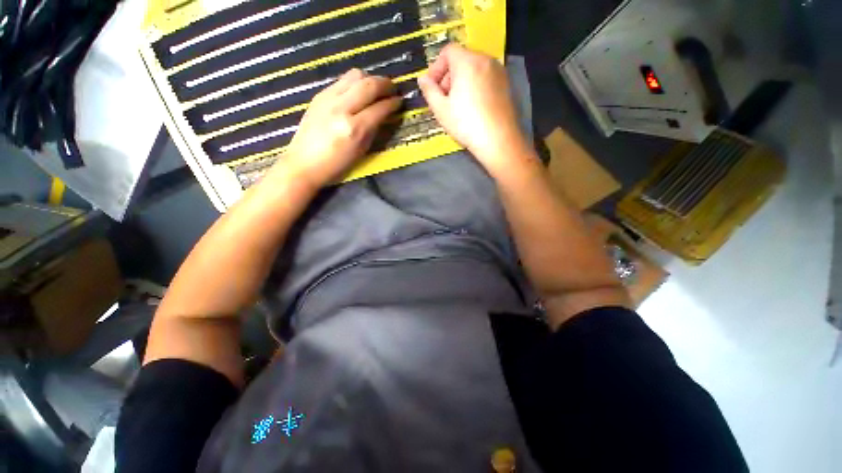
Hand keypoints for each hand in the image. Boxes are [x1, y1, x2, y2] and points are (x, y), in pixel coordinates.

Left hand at [275, 69, 400, 188]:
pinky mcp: (319, 95)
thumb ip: (373, 130)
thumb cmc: (336, 165)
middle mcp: (341, 108)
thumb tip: (384, 114)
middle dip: (385, 84)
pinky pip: (342, 80)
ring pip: (354, 75)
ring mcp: (328, 99)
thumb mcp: (361, 151)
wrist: (303, 163)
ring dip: (370, 78)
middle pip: (368, 84)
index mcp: (354, 128)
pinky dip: (355, 82)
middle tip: (393, 88)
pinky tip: (358, 91)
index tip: (400, 101)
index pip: (379, 108)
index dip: (393, 103)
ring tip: (376, 87)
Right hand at [417, 44, 528, 174]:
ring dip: (462, 82)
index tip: (432, 87)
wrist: (498, 139)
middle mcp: (485, 60)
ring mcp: (499, 71)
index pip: (448, 51)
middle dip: (448, 76)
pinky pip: (485, 78)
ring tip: (458, 105)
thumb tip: (422, 79)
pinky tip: (473, 107)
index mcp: (467, 61)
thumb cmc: (466, 124)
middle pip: (461, 59)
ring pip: (474, 69)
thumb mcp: (441, 109)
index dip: (436, 67)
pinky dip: (475, 86)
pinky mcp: (506, 84)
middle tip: (444, 99)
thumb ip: (429, 90)